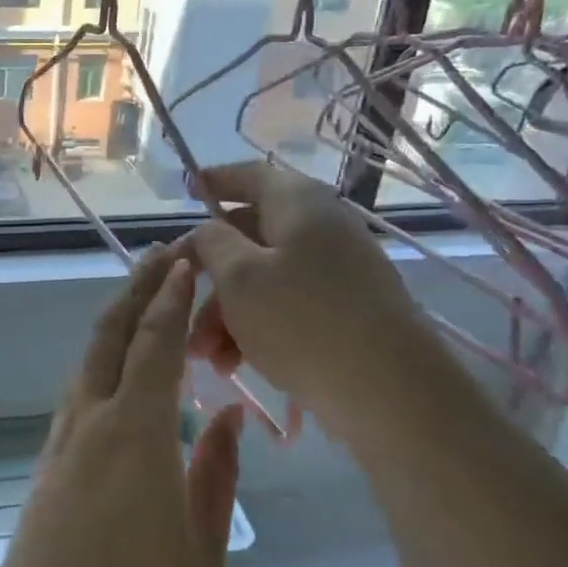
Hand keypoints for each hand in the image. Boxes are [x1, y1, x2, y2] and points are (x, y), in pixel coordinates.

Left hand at [0, 248, 242, 566]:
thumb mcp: (202, 548)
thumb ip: (216, 473)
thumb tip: (225, 417)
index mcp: (136, 433)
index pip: (155, 343)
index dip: (171, 298)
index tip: (187, 262)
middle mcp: (91, 420)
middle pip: (110, 333)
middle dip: (136, 287)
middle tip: (162, 256)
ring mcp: (63, 441)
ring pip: (89, 359)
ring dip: (117, 320)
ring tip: (144, 299)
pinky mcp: (48, 464)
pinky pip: (80, 392)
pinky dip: (104, 361)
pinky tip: (121, 372)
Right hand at [180, 160, 451, 435]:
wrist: (390, 390)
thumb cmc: (303, 320)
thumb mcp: (239, 277)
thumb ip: (212, 243)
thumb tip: (210, 229)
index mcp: (298, 203)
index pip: (250, 176)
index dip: (214, 181)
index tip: (185, 190)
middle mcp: (321, 227)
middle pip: (250, 236)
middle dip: (209, 274)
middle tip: (178, 301)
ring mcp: (337, 270)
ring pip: (264, 278)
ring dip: (226, 312)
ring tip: (204, 355)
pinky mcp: (345, 310)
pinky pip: (287, 306)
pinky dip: (256, 327)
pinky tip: (233, 364)